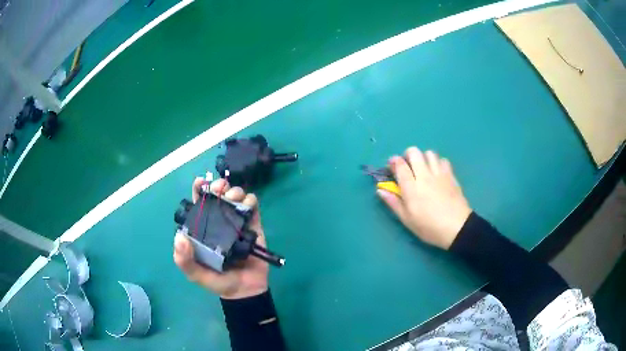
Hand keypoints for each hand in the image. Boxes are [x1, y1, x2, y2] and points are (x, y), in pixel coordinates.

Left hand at [173, 178, 268, 299]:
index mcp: (203, 228)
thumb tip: (179, 236)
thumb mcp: (195, 274)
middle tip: (220, 191)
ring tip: (234, 200)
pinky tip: (247, 206)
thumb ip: (184, 260)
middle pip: (218, 194)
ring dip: (234, 191)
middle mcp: (219, 221)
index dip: (198, 189)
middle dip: (218, 186)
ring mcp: (236, 221)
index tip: (201, 183)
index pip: (198, 203)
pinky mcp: (253, 225)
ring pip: (236, 195)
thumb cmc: (218, 281)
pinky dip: (250, 200)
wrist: (245, 291)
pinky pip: (253, 205)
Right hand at [377, 147, 471, 249]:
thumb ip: (393, 202)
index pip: (400, 164)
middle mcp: (424, 176)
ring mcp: (439, 174)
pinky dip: (438, 163)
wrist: (457, 228)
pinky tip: (437, 173)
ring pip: (429, 153)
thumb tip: (380, 189)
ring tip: (423, 169)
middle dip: (407, 155)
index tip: (391, 166)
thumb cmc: (429, 227)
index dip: (393, 161)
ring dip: (423, 158)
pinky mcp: (451, 175)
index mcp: (411, 187)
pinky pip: (443, 160)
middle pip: (414, 152)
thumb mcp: (407, 220)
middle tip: (407, 166)